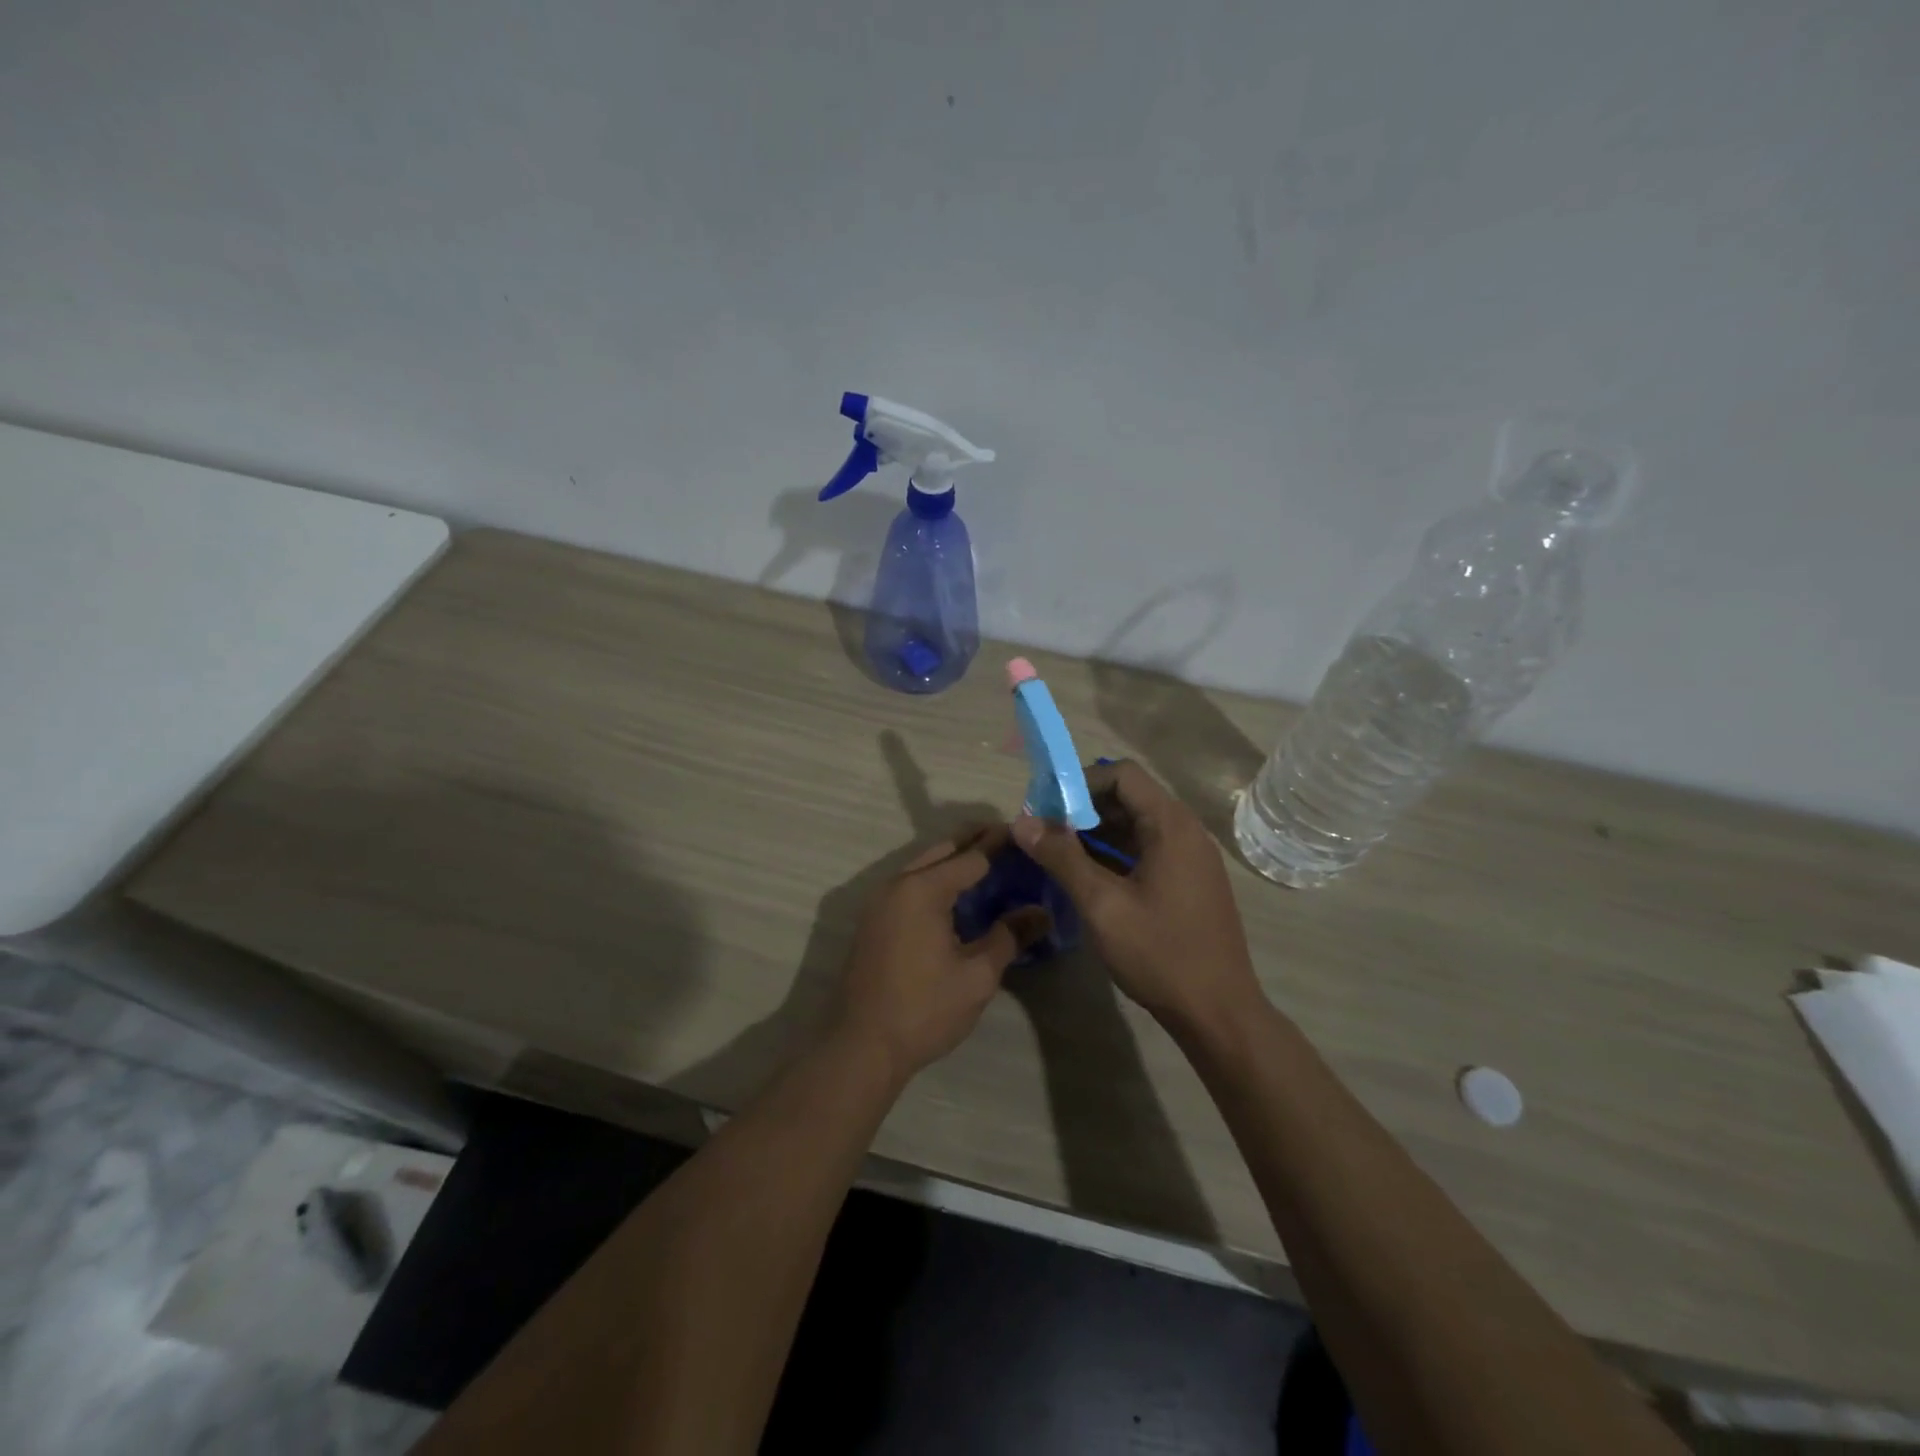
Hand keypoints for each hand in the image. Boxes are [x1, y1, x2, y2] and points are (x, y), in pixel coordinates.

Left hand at [834, 824, 1044, 1083]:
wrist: (861, 1046)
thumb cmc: (924, 1009)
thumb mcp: (977, 976)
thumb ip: (1009, 936)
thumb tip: (1041, 913)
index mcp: (923, 890)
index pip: (971, 856)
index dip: (1000, 844)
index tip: (1025, 834)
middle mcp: (897, 884)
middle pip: (942, 851)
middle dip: (973, 841)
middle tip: (1008, 840)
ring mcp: (880, 902)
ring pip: (922, 866)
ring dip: (952, 860)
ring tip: (987, 863)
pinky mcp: (874, 921)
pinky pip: (909, 885)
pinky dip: (935, 880)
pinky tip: (956, 896)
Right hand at [1012, 761, 1263, 1033]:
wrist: (1219, 1013)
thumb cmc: (1160, 953)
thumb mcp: (1102, 905)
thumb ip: (1062, 858)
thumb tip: (1021, 822)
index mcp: (1172, 826)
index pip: (1122, 775)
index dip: (1080, 782)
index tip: (1046, 806)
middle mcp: (1186, 831)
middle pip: (1130, 797)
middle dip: (1083, 807)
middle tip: (1044, 830)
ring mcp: (1192, 858)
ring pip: (1137, 825)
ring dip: (1097, 831)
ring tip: (1057, 851)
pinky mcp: (1190, 881)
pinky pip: (1148, 849)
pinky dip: (1116, 852)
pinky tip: (1088, 875)